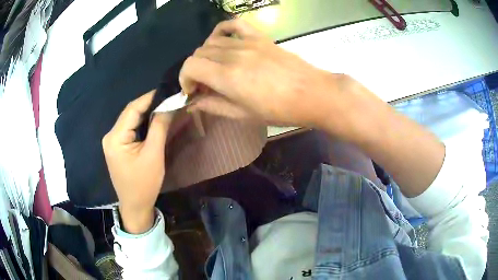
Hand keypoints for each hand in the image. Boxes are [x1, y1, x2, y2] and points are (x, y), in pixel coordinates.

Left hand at [102, 91, 171, 233]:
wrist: (135, 205)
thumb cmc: (144, 184)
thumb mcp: (154, 155)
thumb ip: (159, 127)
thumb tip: (168, 105)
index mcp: (115, 138)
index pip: (132, 109)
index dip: (150, 97)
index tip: (167, 90)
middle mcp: (110, 136)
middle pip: (130, 113)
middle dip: (149, 104)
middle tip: (168, 98)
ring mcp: (112, 141)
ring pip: (130, 120)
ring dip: (146, 113)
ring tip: (164, 106)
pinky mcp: (117, 146)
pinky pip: (129, 129)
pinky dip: (141, 123)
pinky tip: (153, 120)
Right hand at [179, 19, 354, 129]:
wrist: (312, 93)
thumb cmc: (280, 110)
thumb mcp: (244, 115)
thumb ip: (214, 106)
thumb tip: (194, 103)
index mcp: (227, 77)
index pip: (190, 66)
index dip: (184, 79)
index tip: (193, 91)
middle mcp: (233, 55)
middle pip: (199, 53)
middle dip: (195, 70)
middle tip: (206, 85)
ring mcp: (247, 42)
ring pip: (212, 41)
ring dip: (206, 55)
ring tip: (215, 68)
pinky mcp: (259, 37)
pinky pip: (234, 24)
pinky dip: (222, 30)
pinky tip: (223, 41)